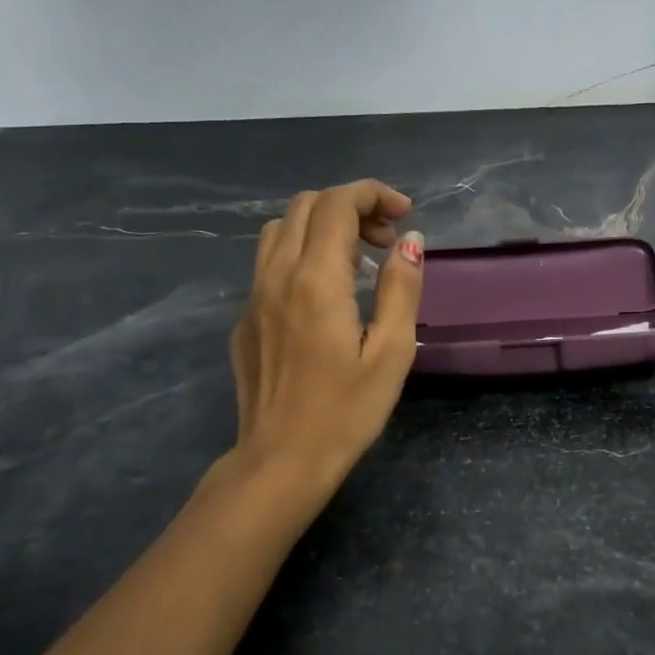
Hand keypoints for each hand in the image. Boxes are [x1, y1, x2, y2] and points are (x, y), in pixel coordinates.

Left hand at [230, 180, 424, 490]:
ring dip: (322, 227)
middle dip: (350, 207)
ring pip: (281, 231)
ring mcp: (252, 298)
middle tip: (387, 240)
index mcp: (316, 280)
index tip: (405, 214)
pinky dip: (302, 256)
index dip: (373, 195)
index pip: (336, 204)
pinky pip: (269, 265)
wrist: (281, 460)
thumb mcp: (392, 352)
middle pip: (305, 206)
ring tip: (358, 262)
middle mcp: (276, 276)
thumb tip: (410, 241)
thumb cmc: (346, 412)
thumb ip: (401, 288)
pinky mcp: (244, 320)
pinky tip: (326, 297)